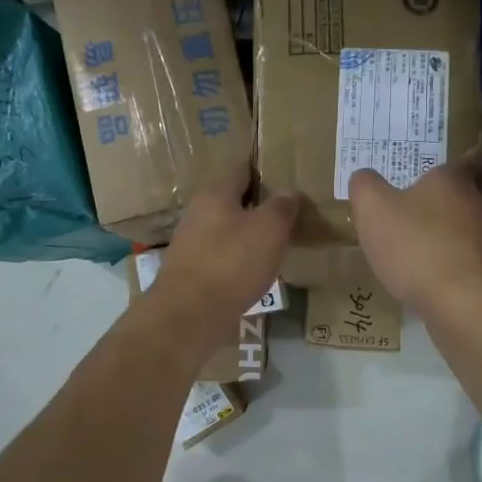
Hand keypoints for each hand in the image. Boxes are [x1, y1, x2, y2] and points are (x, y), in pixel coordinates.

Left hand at [145, 172, 298, 346]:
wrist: (189, 315)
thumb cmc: (232, 262)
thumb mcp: (269, 228)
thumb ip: (282, 206)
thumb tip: (289, 192)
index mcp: (215, 191)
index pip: (241, 165)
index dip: (265, 165)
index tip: (288, 171)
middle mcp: (200, 211)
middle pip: (234, 197)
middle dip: (261, 201)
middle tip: (292, 208)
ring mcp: (193, 241)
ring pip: (229, 226)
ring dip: (252, 230)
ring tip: (282, 238)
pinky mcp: (195, 270)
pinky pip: (224, 253)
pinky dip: (243, 255)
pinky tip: (260, 267)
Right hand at [348, 146, 481, 316]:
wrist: (462, 303)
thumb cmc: (416, 247)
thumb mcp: (372, 211)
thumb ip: (366, 187)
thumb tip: (365, 177)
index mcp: (457, 179)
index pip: (478, 155)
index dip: (474, 156)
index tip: (464, 162)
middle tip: (474, 195)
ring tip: (479, 230)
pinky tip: (477, 265)